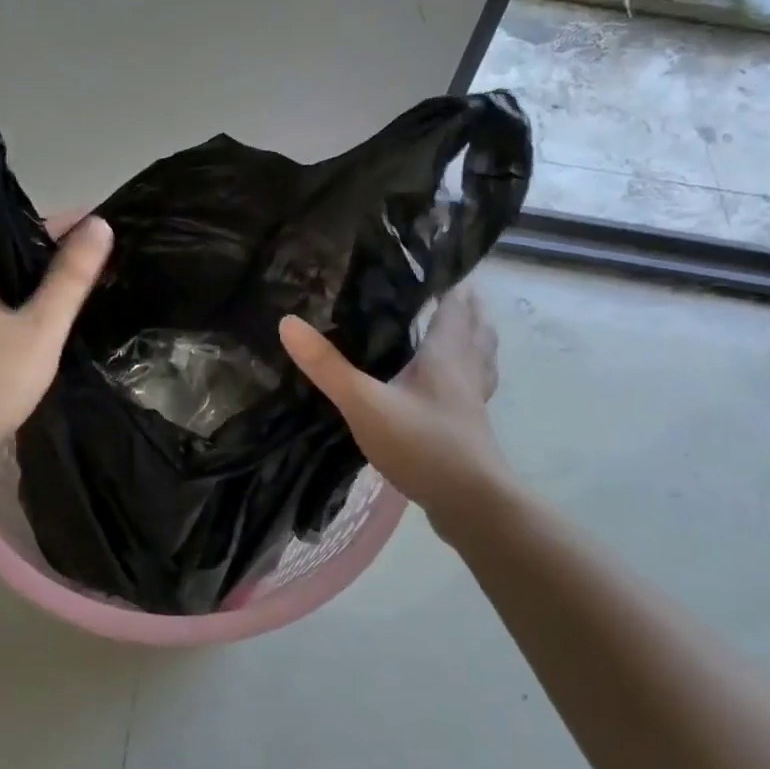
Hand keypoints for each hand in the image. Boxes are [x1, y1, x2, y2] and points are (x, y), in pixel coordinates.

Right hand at [279, 287, 506, 518]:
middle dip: (465, 308)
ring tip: (461, 329)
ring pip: (481, 357)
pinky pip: (474, 386)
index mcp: (446, 354)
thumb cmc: (422, 445)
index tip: (436, 265)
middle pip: (474, 328)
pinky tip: (455, 388)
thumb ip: (327, 367)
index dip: (450, 284)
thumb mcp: (365, 404)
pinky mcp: (472, 427)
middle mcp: (466, 369)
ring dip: (474, 339)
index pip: (455, 306)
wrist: (471, 503)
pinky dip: (469, 374)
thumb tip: (288, 322)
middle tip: (448, 290)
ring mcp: (473, 400)